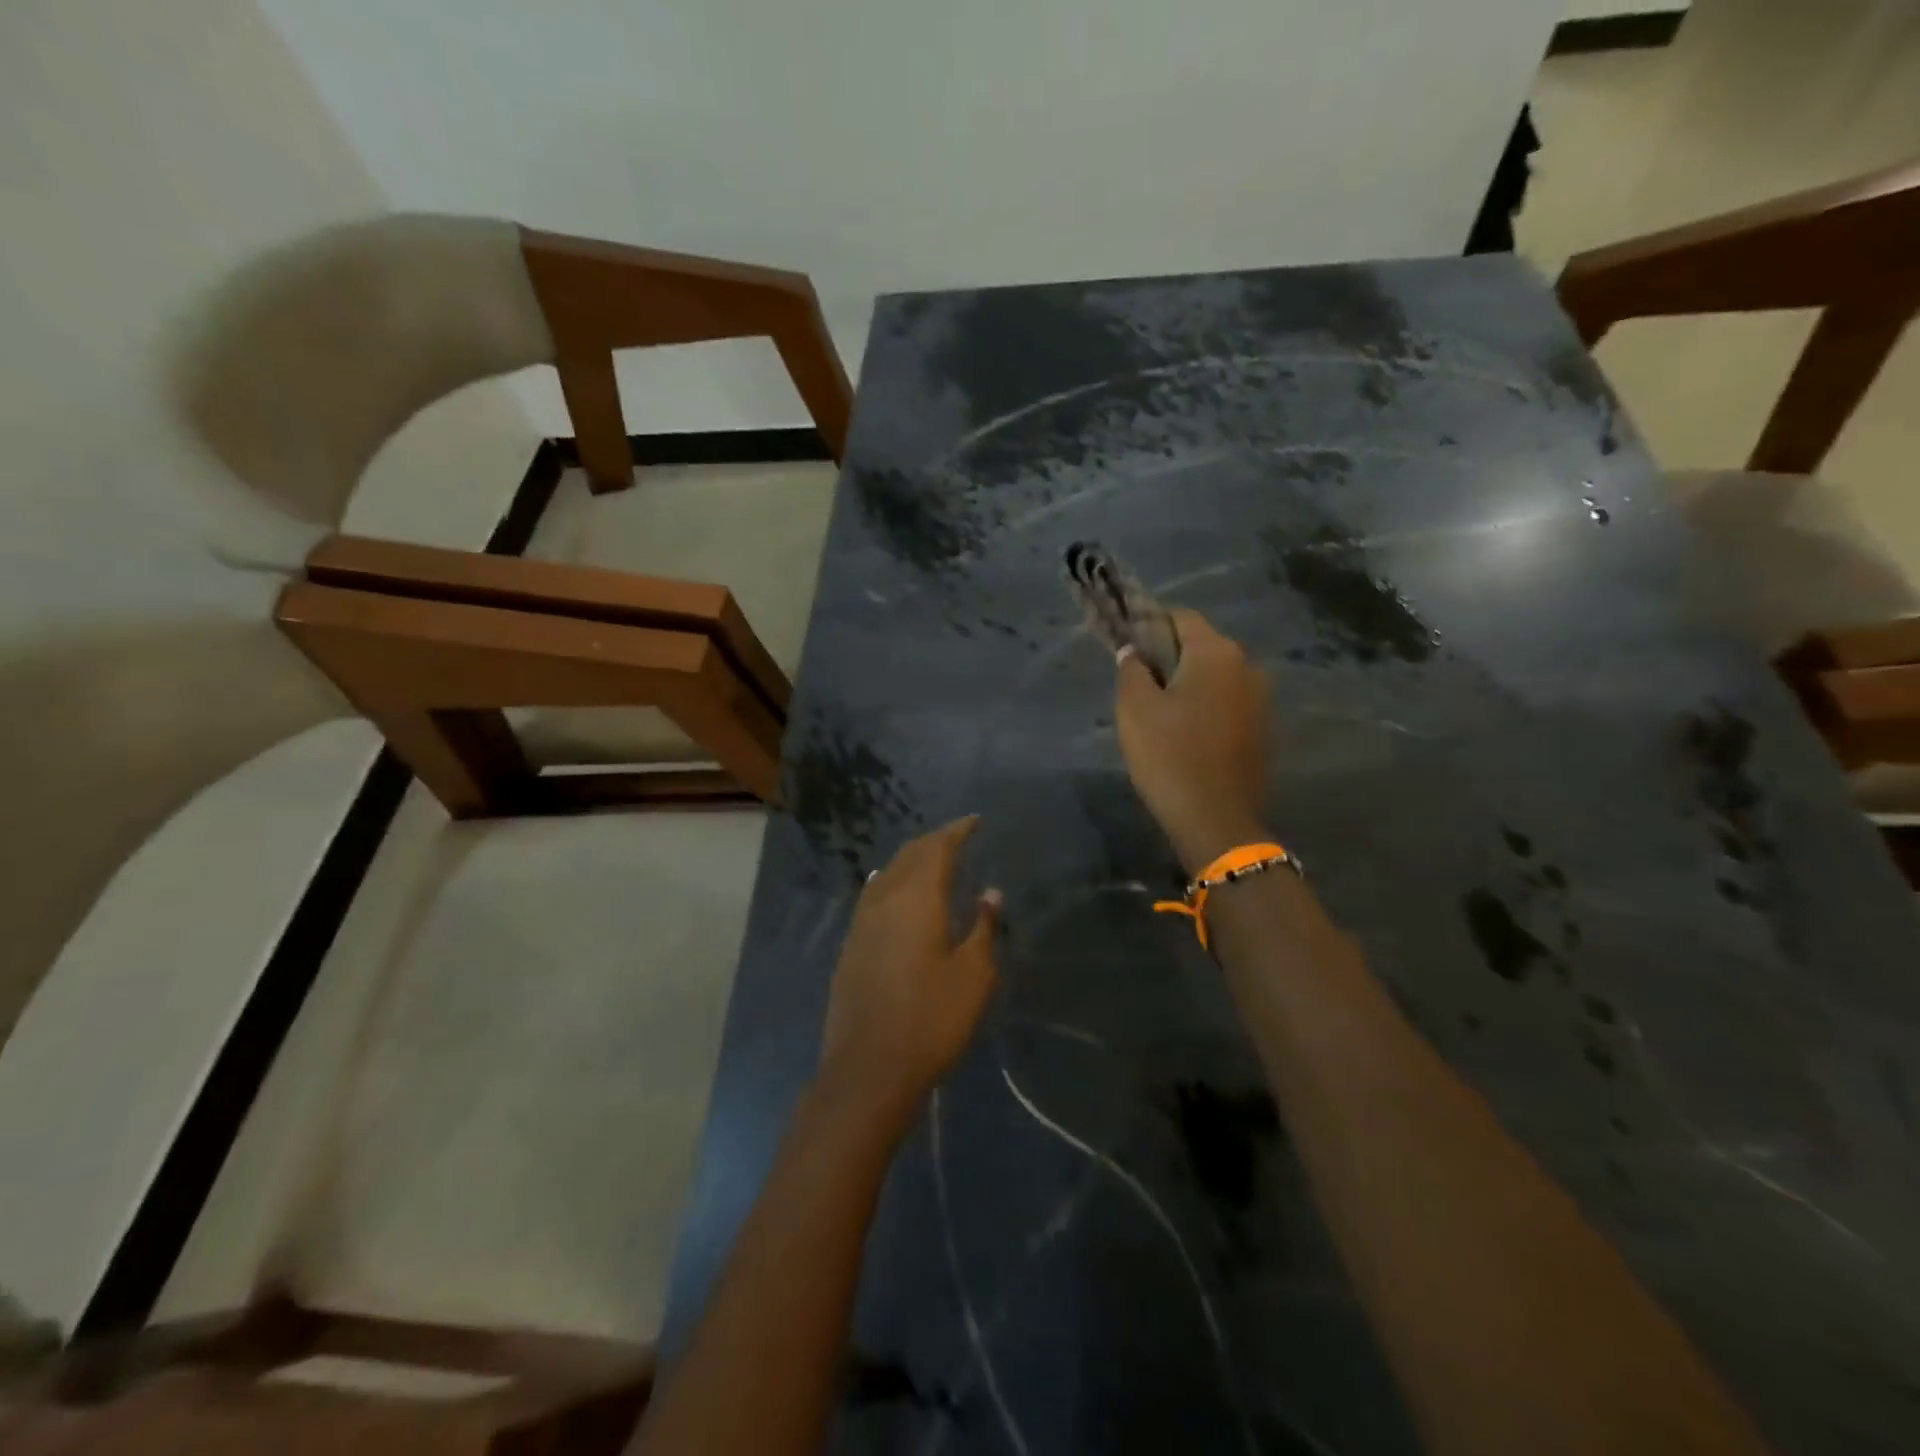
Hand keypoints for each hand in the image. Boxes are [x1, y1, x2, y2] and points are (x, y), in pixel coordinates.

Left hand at [817, 817, 1000, 1130]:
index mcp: (917, 899)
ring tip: (932, 860)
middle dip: (934, 841)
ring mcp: (861, 922)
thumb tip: (989, 893)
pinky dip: (891, 881)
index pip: (937, 849)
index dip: (957, 831)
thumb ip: (982, 927)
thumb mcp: (973, 975)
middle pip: (909, 855)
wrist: (868, 1069)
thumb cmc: (931, 1019)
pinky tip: (892, 888)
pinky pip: (873, 895)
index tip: (975, 821)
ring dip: (911, 860)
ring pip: (887, 873)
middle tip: (958, 837)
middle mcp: (884, 900)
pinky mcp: (850, 945)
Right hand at [1116, 608, 1269, 873]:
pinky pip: (1228, 702)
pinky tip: (1186, 732)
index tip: (1128, 644)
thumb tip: (1133, 651)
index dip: (1151, 624)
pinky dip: (1207, 706)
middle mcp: (1247, 665)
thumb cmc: (1169, 756)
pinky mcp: (1263, 728)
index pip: (1180, 617)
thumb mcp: (1134, 709)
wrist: (1216, 820)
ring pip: (1216, 676)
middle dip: (1170, 655)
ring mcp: (1261, 698)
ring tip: (1161, 711)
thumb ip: (1131, 669)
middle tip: (1139, 682)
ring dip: (1190, 683)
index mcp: (1216, 653)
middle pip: (1201, 645)